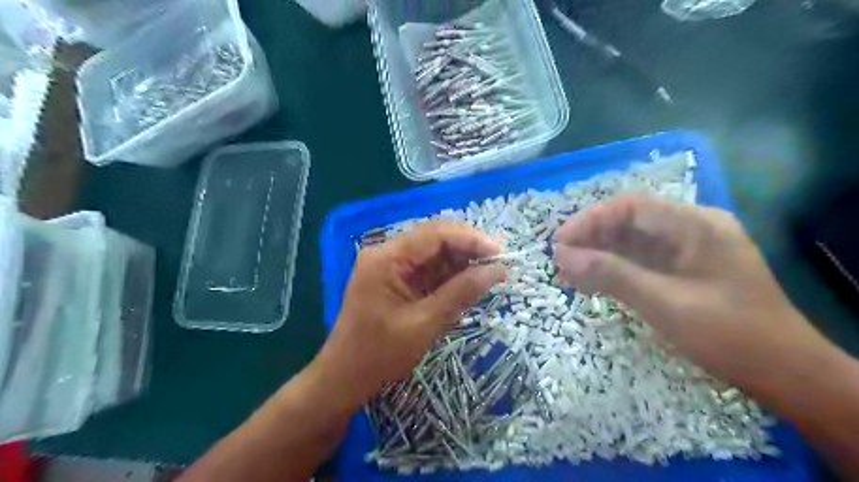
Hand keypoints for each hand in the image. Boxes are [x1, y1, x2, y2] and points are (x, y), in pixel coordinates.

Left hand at [315, 223, 504, 405]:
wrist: (344, 378)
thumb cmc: (380, 354)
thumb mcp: (424, 323)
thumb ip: (460, 293)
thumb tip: (497, 271)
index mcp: (387, 258)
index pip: (435, 235)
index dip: (472, 240)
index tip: (501, 255)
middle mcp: (387, 254)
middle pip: (435, 240)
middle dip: (468, 251)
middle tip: (500, 266)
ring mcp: (390, 266)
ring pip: (434, 255)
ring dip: (461, 265)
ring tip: (489, 277)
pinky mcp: (395, 280)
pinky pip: (427, 271)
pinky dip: (449, 278)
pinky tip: (467, 286)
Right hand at [553, 194, 835, 393]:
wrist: (784, 373)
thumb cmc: (727, 333)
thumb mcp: (663, 302)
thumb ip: (611, 274)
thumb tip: (562, 256)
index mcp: (694, 224)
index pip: (629, 207)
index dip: (589, 221)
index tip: (559, 244)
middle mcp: (690, 229)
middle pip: (629, 223)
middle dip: (591, 240)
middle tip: (560, 263)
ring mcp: (688, 250)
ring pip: (631, 243)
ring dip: (599, 257)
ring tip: (569, 276)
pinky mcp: (683, 270)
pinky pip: (641, 262)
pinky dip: (614, 271)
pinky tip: (592, 284)